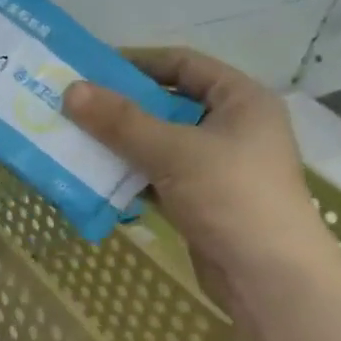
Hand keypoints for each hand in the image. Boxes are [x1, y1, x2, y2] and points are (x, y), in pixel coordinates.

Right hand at [63, 49, 340, 317]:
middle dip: (122, 109)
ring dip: (122, 146)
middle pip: (169, 106)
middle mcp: (233, 128)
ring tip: (76, 143)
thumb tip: (71, 91)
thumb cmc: (231, 197)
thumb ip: (121, 121)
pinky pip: (161, 179)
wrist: (269, 277)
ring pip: (161, 146)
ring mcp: (219, 168)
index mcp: (241, 100)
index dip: (139, 63)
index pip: (184, 64)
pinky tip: (97, 181)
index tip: (93, 69)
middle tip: (75, 109)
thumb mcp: (173, 151)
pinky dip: (132, 179)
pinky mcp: (204, 203)